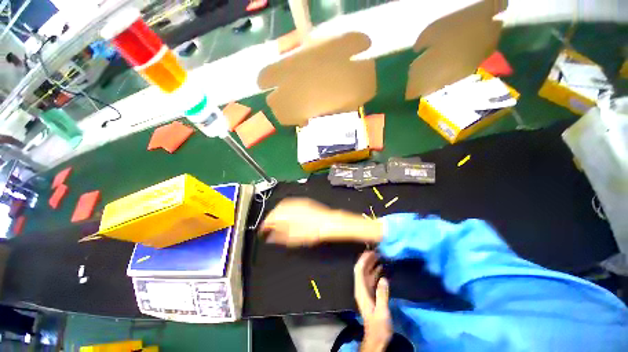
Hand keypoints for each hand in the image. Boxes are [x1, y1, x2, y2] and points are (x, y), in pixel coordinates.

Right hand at [260, 198, 337, 246]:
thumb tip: (269, 237)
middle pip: (274, 211)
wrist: (327, 222)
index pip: (268, 219)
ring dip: (277, 213)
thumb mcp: (292, 238)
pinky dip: (285, 209)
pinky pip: (289, 204)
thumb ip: (278, 237)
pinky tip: (288, 215)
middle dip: (270, 219)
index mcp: (283, 214)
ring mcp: (296, 201)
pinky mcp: (303, 201)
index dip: (264, 227)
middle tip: (269, 227)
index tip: (262, 232)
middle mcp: (287, 205)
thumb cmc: (310, 232)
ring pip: (281, 206)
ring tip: (278, 222)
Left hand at [354, 251, 391, 351]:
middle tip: (376, 251)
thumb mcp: (382, 312)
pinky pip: (371, 279)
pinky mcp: (370, 293)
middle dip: (367, 259)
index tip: (370, 251)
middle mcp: (361, 288)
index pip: (359, 270)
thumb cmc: (378, 327)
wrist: (376, 338)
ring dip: (372, 264)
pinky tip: (382, 268)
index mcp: (361, 291)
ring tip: (380, 256)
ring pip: (367, 273)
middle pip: (362, 269)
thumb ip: (382, 295)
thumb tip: (383, 278)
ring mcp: (365, 290)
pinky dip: (375, 272)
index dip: (363, 260)